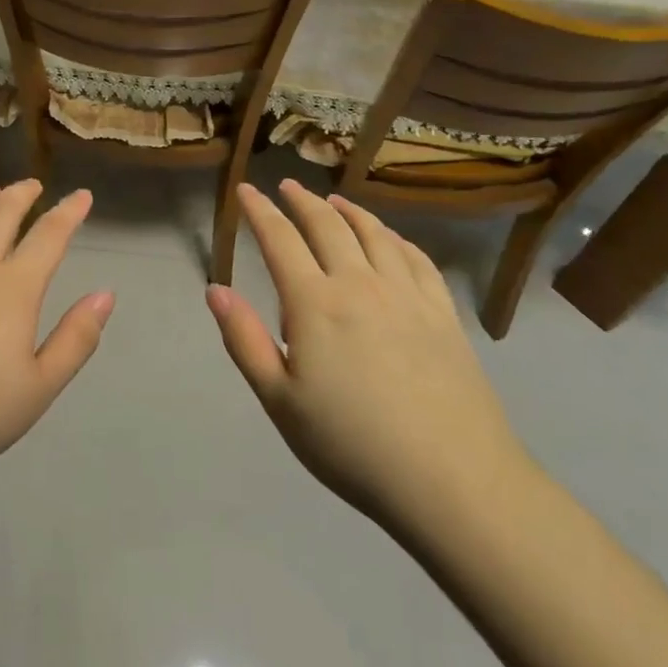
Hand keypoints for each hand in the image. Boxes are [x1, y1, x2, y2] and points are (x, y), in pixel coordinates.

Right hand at [206, 180, 529, 540]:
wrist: (453, 481)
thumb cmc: (352, 445)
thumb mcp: (280, 401)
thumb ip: (244, 340)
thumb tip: (215, 289)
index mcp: (315, 303)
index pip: (280, 239)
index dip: (259, 211)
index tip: (246, 190)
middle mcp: (360, 284)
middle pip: (327, 226)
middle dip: (302, 201)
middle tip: (286, 186)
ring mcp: (407, 295)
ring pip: (374, 234)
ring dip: (348, 211)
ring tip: (334, 201)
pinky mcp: (443, 314)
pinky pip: (417, 259)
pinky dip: (396, 237)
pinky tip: (391, 237)